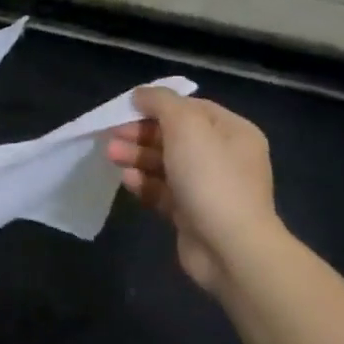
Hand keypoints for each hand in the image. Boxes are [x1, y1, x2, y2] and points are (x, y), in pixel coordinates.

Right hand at [107, 87, 282, 295]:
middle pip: (175, 136)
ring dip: (137, 156)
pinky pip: (163, 192)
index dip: (158, 105)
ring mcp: (208, 188)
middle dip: (141, 133)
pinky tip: (127, 180)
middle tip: (112, 135)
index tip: (126, 109)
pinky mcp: (192, 214)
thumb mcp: (186, 125)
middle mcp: (224, 157)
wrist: (230, 248)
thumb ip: (161, 102)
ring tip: (111, 156)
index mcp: (233, 131)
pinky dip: (145, 183)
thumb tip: (141, 94)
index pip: (191, 108)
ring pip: (165, 164)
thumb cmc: (210, 177)